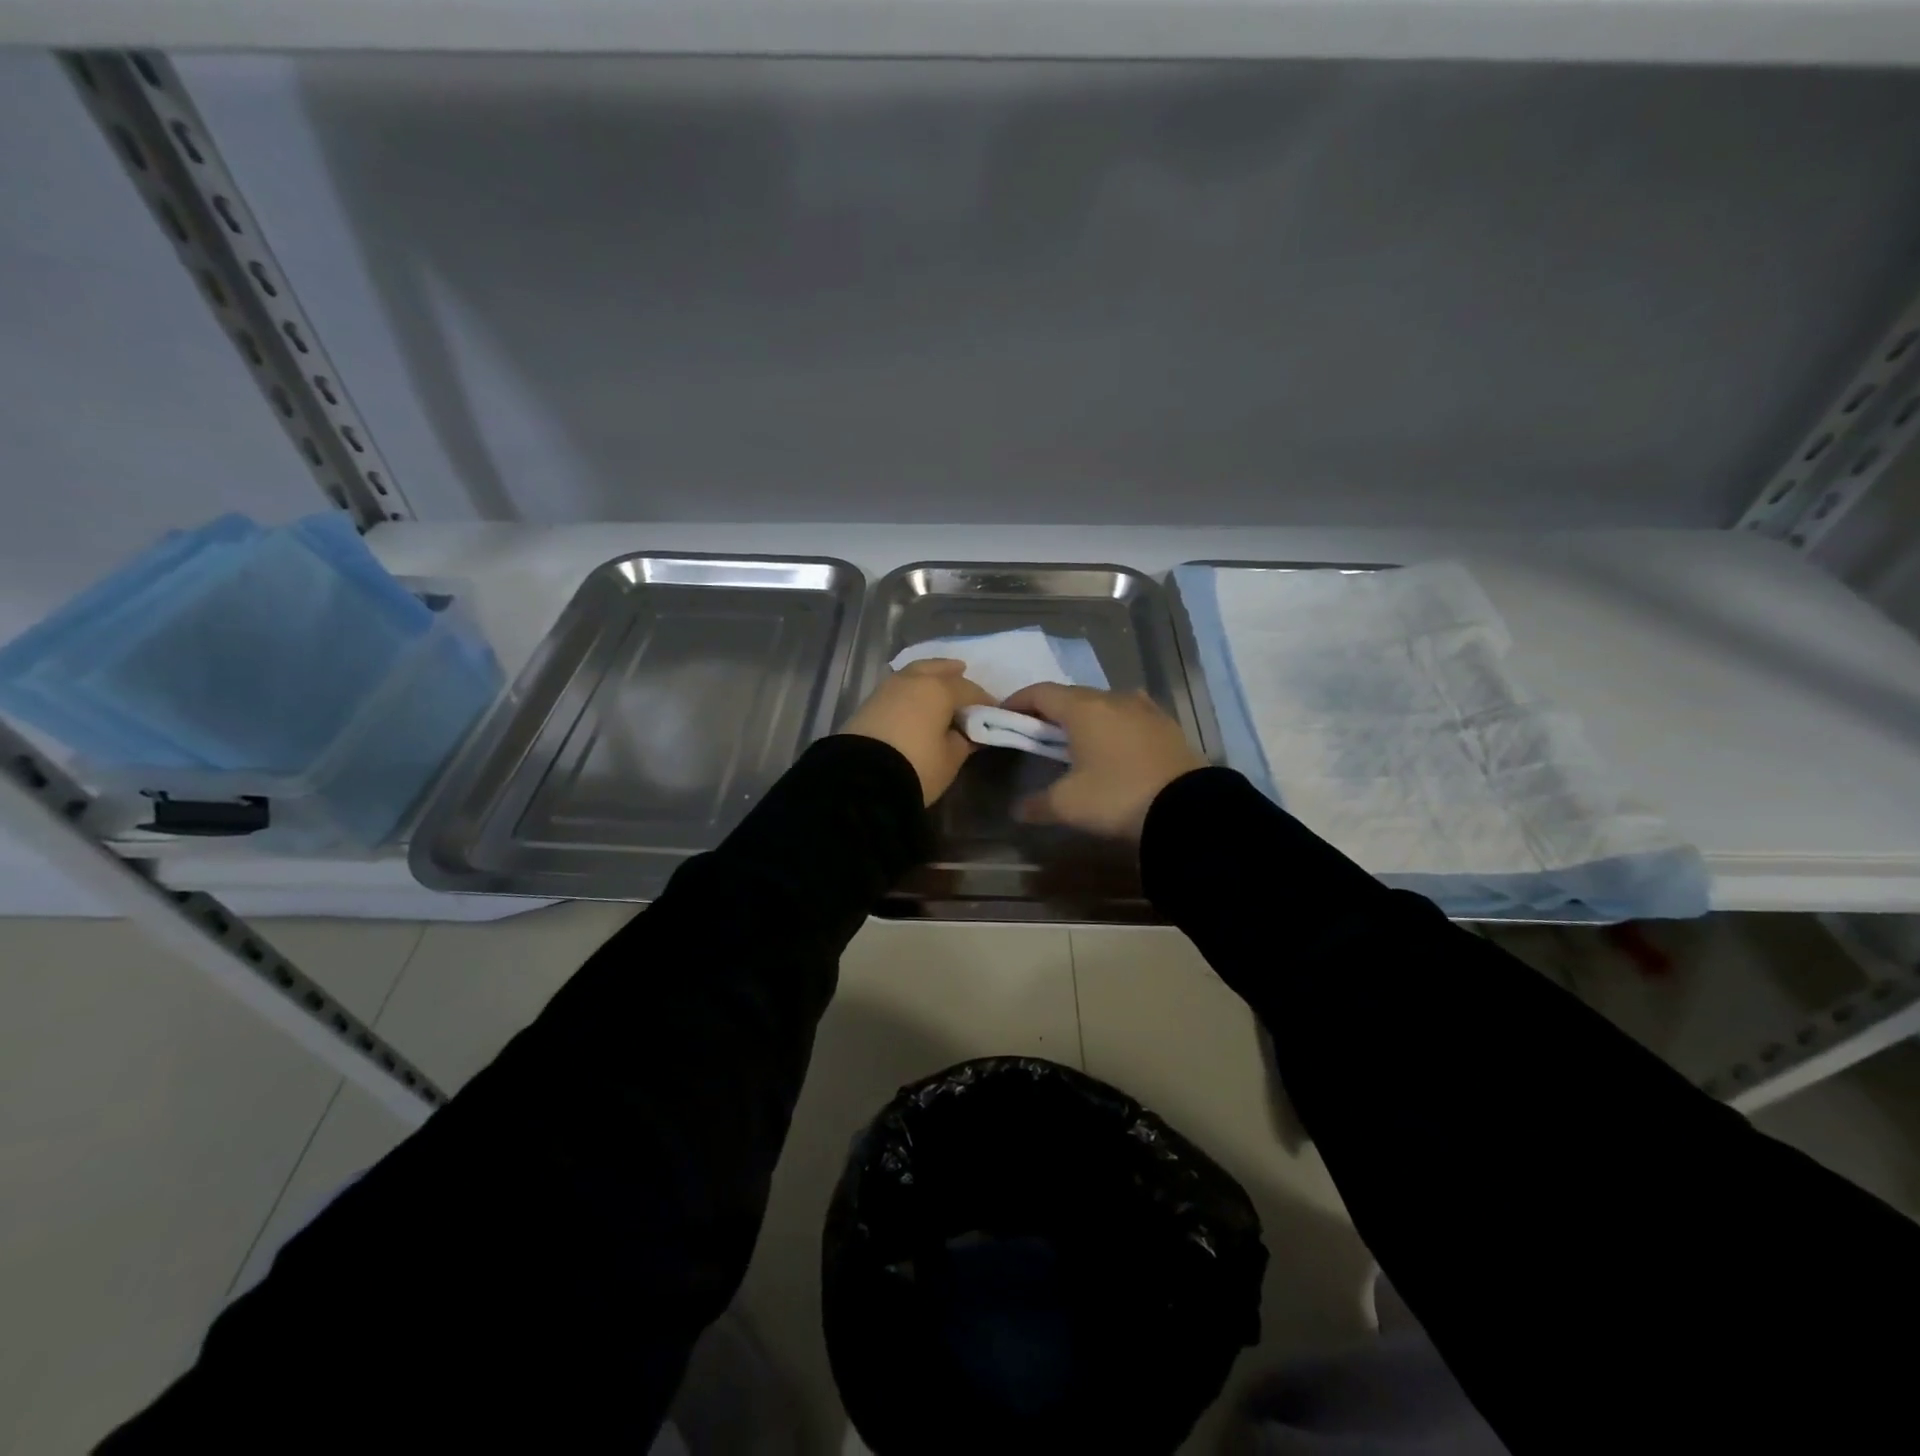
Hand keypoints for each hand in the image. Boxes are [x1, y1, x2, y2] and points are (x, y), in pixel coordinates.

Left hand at [839, 659, 994, 804]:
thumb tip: (968, 732)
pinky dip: (910, 690)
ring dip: (928, 677)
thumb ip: (964, 741)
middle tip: (962, 673)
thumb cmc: (917, 766)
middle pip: (937, 668)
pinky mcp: (868, 704)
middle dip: (951, 671)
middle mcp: (912, 680)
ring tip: (937, 687)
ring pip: (913, 674)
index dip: (984, 700)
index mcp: (938, 689)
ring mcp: (886, 689)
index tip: (994, 711)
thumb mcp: (950, 759)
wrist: (860, 780)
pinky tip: (914, 702)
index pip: (969, 689)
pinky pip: (898, 688)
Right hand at [1000, 683, 1206, 840]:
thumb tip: (1016, 810)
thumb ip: (1037, 804)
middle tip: (1036, 731)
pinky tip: (1114, 740)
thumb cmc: (1117, 797)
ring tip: (1075, 738)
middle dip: (1049, 710)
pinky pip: (1129, 714)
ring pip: (1103, 702)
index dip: (1018, 701)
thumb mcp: (1068, 805)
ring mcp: (1144, 708)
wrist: (1187, 808)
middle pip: (1071, 695)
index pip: (1041, 693)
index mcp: (1083, 709)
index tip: (1004, 715)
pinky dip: (1112, 722)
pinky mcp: (1166, 724)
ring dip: (1083, 714)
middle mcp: (1112, 698)